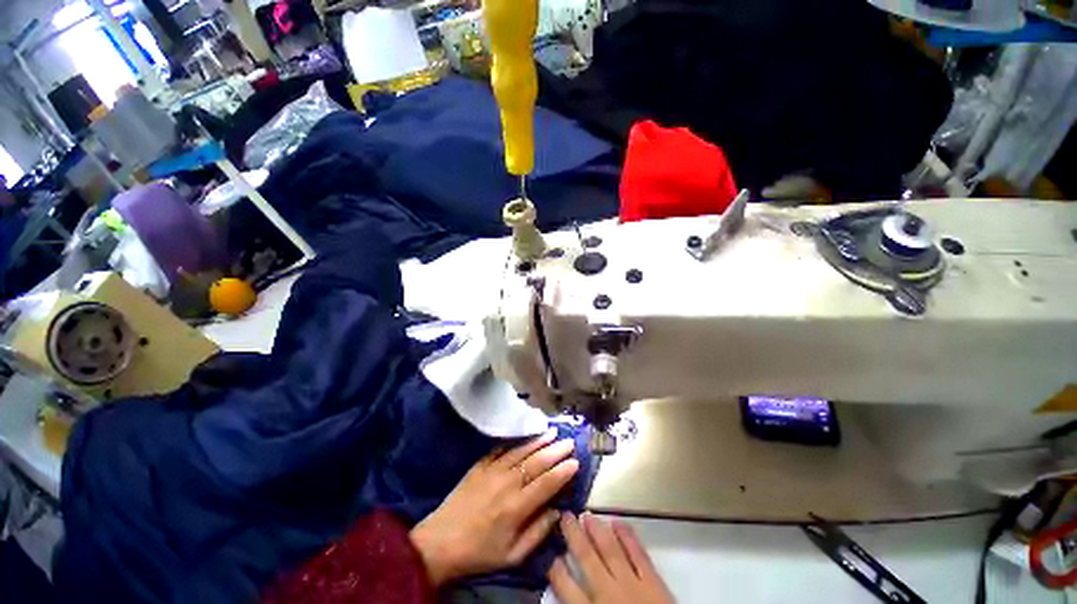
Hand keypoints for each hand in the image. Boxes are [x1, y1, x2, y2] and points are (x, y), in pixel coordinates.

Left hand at [410, 429, 579, 585]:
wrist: (440, 542)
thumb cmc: (479, 552)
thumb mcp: (512, 555)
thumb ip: (538, 533)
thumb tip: (558, 512)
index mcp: (516, 507)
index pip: (546, 483)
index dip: (563, 471)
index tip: (576, 461)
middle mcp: (507, 483)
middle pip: (536, 462)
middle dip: (556, 450)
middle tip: (570, 441)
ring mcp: (492, 470)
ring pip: (521, 451)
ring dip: (539, 441)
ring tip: (553, 432)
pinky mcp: (480, 465)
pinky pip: (501, 448)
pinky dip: (516, 441)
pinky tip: (526, 435)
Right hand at [549, 513, 673, 603]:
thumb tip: (566, 597)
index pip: (566, 588)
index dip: (556, 569)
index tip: (550, 553)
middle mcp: (608, 593)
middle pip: (586, 559)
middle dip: (574, 536)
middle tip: (565, 515)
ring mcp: (632, 584)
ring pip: (610, 550)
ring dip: (597, 531)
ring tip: (587, 514)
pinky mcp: (653, 581)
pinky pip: (638, 554)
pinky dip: (628, 536)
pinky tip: (618, 521)